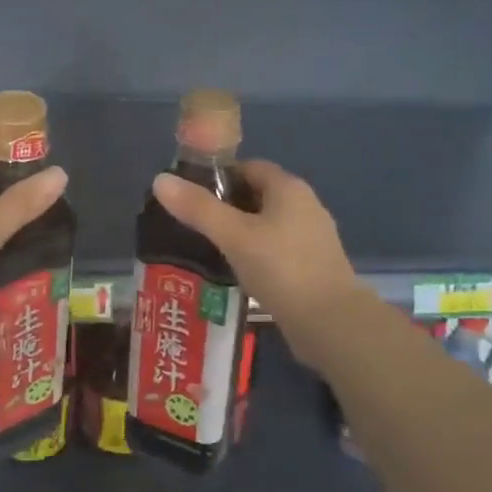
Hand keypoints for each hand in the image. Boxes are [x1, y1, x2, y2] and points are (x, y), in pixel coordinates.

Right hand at [152, 160, 367, 358]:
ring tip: (206, 250)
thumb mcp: (234, 236)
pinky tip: (234, 272)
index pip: (248, 167)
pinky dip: (253, 254)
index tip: (189, 195)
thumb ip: (197, 208)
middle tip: (191, 224)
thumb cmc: (282, 269)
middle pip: (256, 195)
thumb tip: (160, 180)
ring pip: (265, 225)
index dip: (218, 176)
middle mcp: (305, 206)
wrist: (332, 324)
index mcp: (289, 189)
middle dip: (224, 206)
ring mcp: (311, 238)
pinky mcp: (312, 266)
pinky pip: (275, 249)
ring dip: (238, 233)